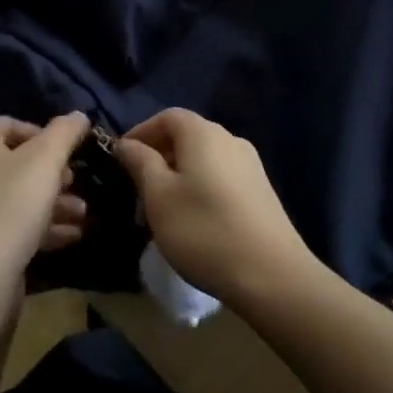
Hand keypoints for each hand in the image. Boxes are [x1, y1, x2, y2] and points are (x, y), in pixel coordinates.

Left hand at [0, 113, 89, 290]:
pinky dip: (45, 227)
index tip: (68, 148)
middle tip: (77, 181)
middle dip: (54, 172)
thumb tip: (79, 115)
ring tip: (84, 213)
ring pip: (22, 197)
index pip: (9, 124)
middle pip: (18, 162)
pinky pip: (19, 226)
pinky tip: (73, 235)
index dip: (41, 131)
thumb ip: (64, 133)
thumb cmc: (11, 206)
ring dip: (56, 202)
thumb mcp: (45, 161)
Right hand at [113, 109, 317, 308]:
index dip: (140, 132)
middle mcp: (230, 140)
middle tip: (136, 190)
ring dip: (177, 176)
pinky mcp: (261, 192)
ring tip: (161, 210)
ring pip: (203, 160)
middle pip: (186, 137)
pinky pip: (220, 178)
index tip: (120, 159)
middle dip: (157, 157)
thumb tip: (127, 143)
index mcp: (204, 134)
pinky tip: (192, 220)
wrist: (272, 276)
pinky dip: (199, 188)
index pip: (167, 117)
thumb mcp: (159, 196)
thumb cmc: (204, 230)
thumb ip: (141, 163)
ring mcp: (250, 166)